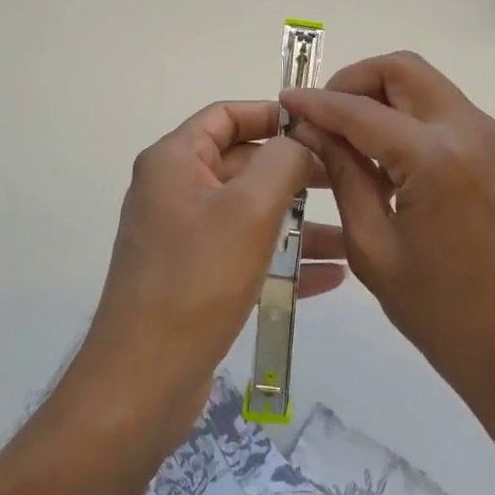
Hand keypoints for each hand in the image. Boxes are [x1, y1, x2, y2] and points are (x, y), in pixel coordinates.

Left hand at [73, 100, 344, 455]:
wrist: (143, 380)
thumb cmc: (197, 279)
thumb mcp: (249, 209)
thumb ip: (282, 161)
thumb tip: (299, 141)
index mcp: (174, 161)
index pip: (225, 115)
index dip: (272, 114)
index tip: (319, 127)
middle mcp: (174, 191)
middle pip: (242, 163)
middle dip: (295, 172)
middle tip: (347, 179)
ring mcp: (183, 237)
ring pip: (250, 213)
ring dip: (298, 221)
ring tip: (351, 231)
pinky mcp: (194, 278)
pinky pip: (245, 253)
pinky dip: (283, 258)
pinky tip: (331, 275)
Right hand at [280, 52, 494, 444]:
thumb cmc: (441, 314)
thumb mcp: (373, 246)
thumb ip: (343, 175)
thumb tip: (312, 129)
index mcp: (434, 157)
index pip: (360, 110)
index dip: (317, 102)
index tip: (286, 101)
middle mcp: (469, 130)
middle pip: (402, 69)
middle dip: (355, 82)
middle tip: (323, 116)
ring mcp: (492, 138)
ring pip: (425, 85)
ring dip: (382, 97)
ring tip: (349, 139)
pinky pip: (444, 112)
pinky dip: (408, 116)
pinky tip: (385, 157)